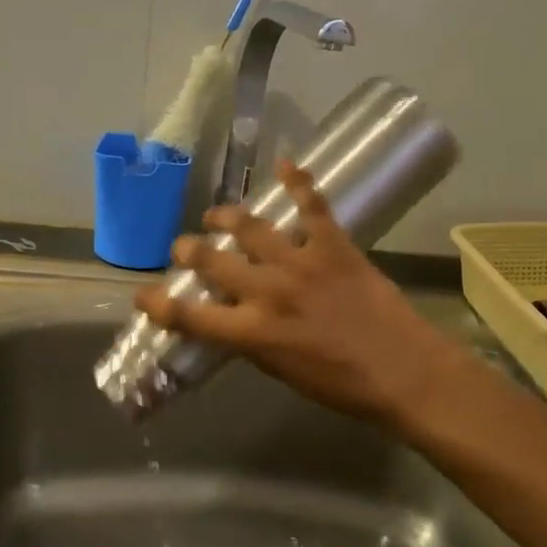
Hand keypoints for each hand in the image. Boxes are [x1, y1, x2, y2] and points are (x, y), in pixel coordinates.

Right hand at [133, 159, 465, 429]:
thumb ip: (253, 342)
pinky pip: (312, 205)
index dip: (159, 304)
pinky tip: (285, 162)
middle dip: (188, 250)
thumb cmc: (343, 385)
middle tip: (184, 248)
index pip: (190, 315)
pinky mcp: (334, 245)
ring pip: (250, 226)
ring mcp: (301, 263)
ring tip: (217, 215)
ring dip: (226, 216)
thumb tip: (236, 320)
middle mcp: (268, 291)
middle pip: (212, 259)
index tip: (142, 296)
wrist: (404, 371)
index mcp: (253, 332)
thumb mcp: (283, 372)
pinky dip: (298, 180)